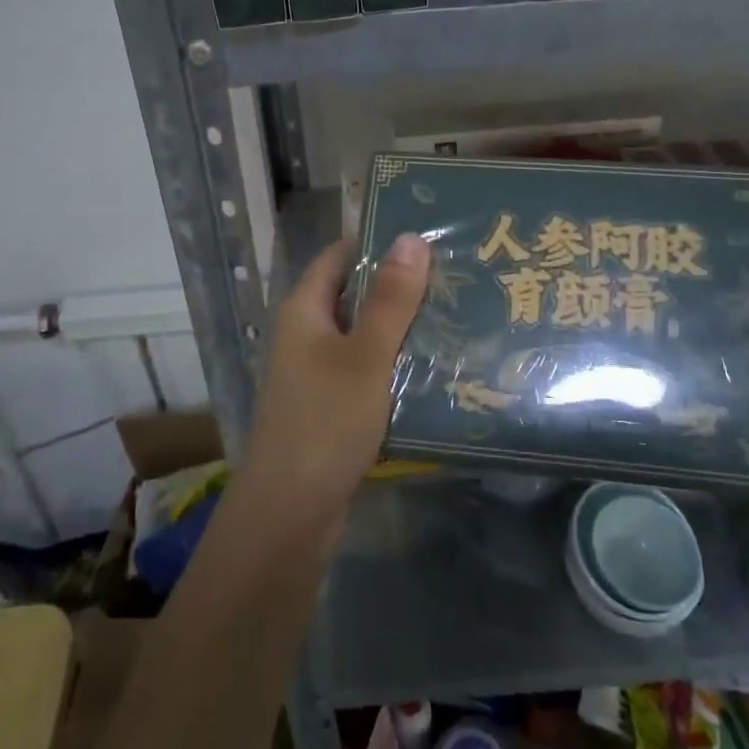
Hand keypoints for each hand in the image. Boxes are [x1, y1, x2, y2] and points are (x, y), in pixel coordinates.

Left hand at [240, 233, 430, 538]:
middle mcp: (306, 335)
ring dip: (402, 328)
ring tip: (459, 314)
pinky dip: (396, 366)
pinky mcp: (332, 406)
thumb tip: (410, 237)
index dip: (378, 242)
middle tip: (457, 276)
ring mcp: (318, 373)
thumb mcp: (365, 355)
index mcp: (304, 310)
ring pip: (365, 336)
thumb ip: (390, 299)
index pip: (340, 256)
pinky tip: (438, 367)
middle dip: (400, 286)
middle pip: (355, 295)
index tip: (429, 235)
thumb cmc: (325, 422)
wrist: (290, 512)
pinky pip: (367, 372)